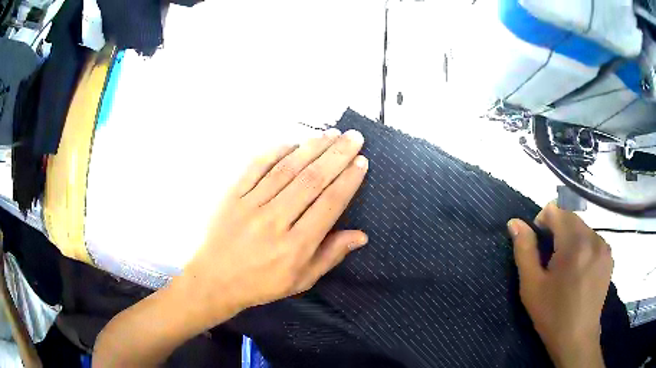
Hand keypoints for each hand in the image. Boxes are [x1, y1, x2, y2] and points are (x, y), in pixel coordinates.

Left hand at [183, 129, 368, 323]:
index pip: (329, 204)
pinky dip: (275, 152)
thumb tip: (362, 235)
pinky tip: (292, 142)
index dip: (348, 181)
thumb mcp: (301, 280)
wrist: (215, 280)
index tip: (361, 162)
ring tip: (331, 134)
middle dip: (337, 155)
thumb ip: (331, 255)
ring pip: (286, 169)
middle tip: (353, 137)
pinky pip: (255, 168)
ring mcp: (250, 205)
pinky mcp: (232, 196)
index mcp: (295, 245)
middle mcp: (275, 221)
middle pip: (311, 180)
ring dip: (311, 148)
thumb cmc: (262, 283)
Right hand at [508, 203, 611, 367]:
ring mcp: (604, 246)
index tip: (539, 246)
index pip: (556, 210)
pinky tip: (580, 271)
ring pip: (582, 228)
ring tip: (566, 269)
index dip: (543, 222)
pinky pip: (593, 239)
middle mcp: (593, 238)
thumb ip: (524, 250)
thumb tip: (514, 222)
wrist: (577, 338)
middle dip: (558, 231)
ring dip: (571, 239)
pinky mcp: (609, 255)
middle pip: (570, 218)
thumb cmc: (552, 314)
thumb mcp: (531, 286)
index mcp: (574, 243)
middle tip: (551, 261)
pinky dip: (583, 247)